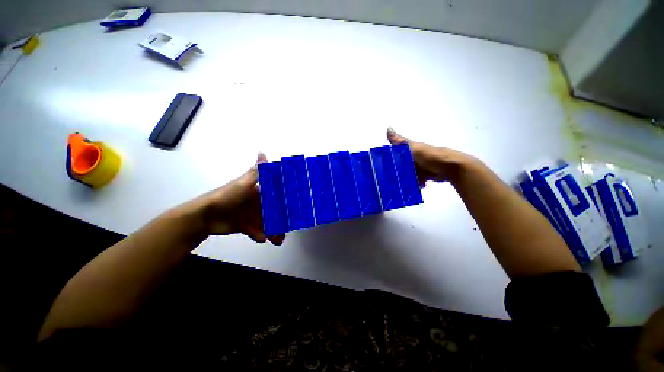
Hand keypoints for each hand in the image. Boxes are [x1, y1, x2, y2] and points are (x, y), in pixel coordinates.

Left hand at [192, 153, 284, 244]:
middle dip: (282, 219)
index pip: (275, 194)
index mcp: (258, 191)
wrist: (204, 216)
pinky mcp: (245, 226)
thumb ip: (256, 172)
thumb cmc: (227, 196)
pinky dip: (260, 235)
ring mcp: (251, 215)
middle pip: (273, 211)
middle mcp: (256, 203)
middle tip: (290, 226)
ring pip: (267, 223)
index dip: (285, 199)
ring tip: (280, 239)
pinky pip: (256, 231)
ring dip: (274, 231)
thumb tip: (262, 152)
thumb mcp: (243, 183)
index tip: (296, 205)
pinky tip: (264, 239)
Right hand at [387, 128, 477, 184]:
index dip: (389, 157)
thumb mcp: (413, 148)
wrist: (451, 168)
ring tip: (402, 184)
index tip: (382, 165)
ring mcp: (421, 165)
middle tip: (391, 178)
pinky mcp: (427, 174)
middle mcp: (416, 156)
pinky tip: (416, 185)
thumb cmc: (430, 156)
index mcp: (411, 148)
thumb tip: (388, 128)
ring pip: (409, 172)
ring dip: (406, 178)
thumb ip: (401, 142)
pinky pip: (417, 179)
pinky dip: (416, 182)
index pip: (396, 151)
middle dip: (397, 170)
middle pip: (402, 163)